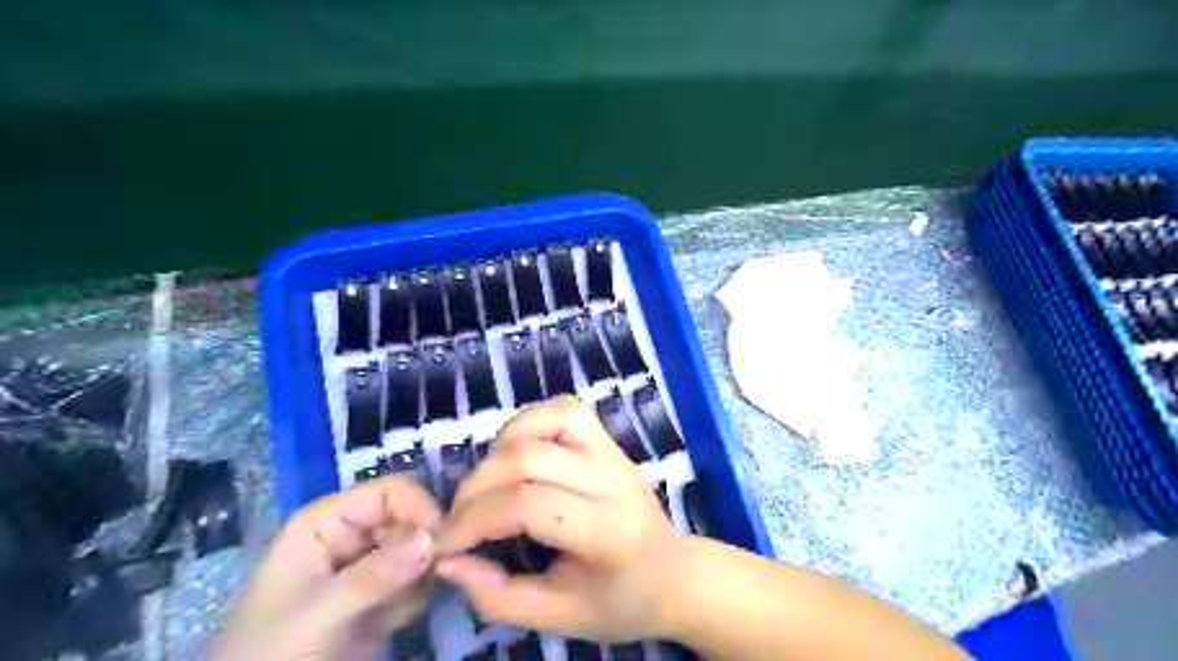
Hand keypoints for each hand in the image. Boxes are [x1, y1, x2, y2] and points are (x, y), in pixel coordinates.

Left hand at [201, 474, 440, 660]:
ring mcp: (366, 566)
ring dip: (423, 574)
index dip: (420, 509)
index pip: (390, 492)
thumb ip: (377, 575)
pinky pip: (415, 581)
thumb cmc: (270, 652)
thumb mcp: (320, 613)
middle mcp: (351, 535)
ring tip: (401, 608)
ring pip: (418, 549)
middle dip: (428, 544)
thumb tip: (434, 538)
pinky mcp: (378, 596)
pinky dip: (417, 597)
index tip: (444, 543)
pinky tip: (394, 621)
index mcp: (329, 521)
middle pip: (409, 518)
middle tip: (438, 576)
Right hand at [435, 395, 691, 642]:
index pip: (530, 506)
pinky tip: (514, 452)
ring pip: (553, 418)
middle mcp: (614, 481)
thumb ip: (499, 596)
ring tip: (487, 483)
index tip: (447, 545)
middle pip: (532, 458)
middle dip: (478, 486)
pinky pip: (567, 409)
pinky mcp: (611, 441)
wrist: (675, 574)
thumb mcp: (560, 617)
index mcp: (608, 532)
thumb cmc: (621, 601)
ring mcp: (615, 453)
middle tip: (458, 518)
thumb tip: (448, 562)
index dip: (477, 521)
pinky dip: (530, 421)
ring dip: (504, 445)